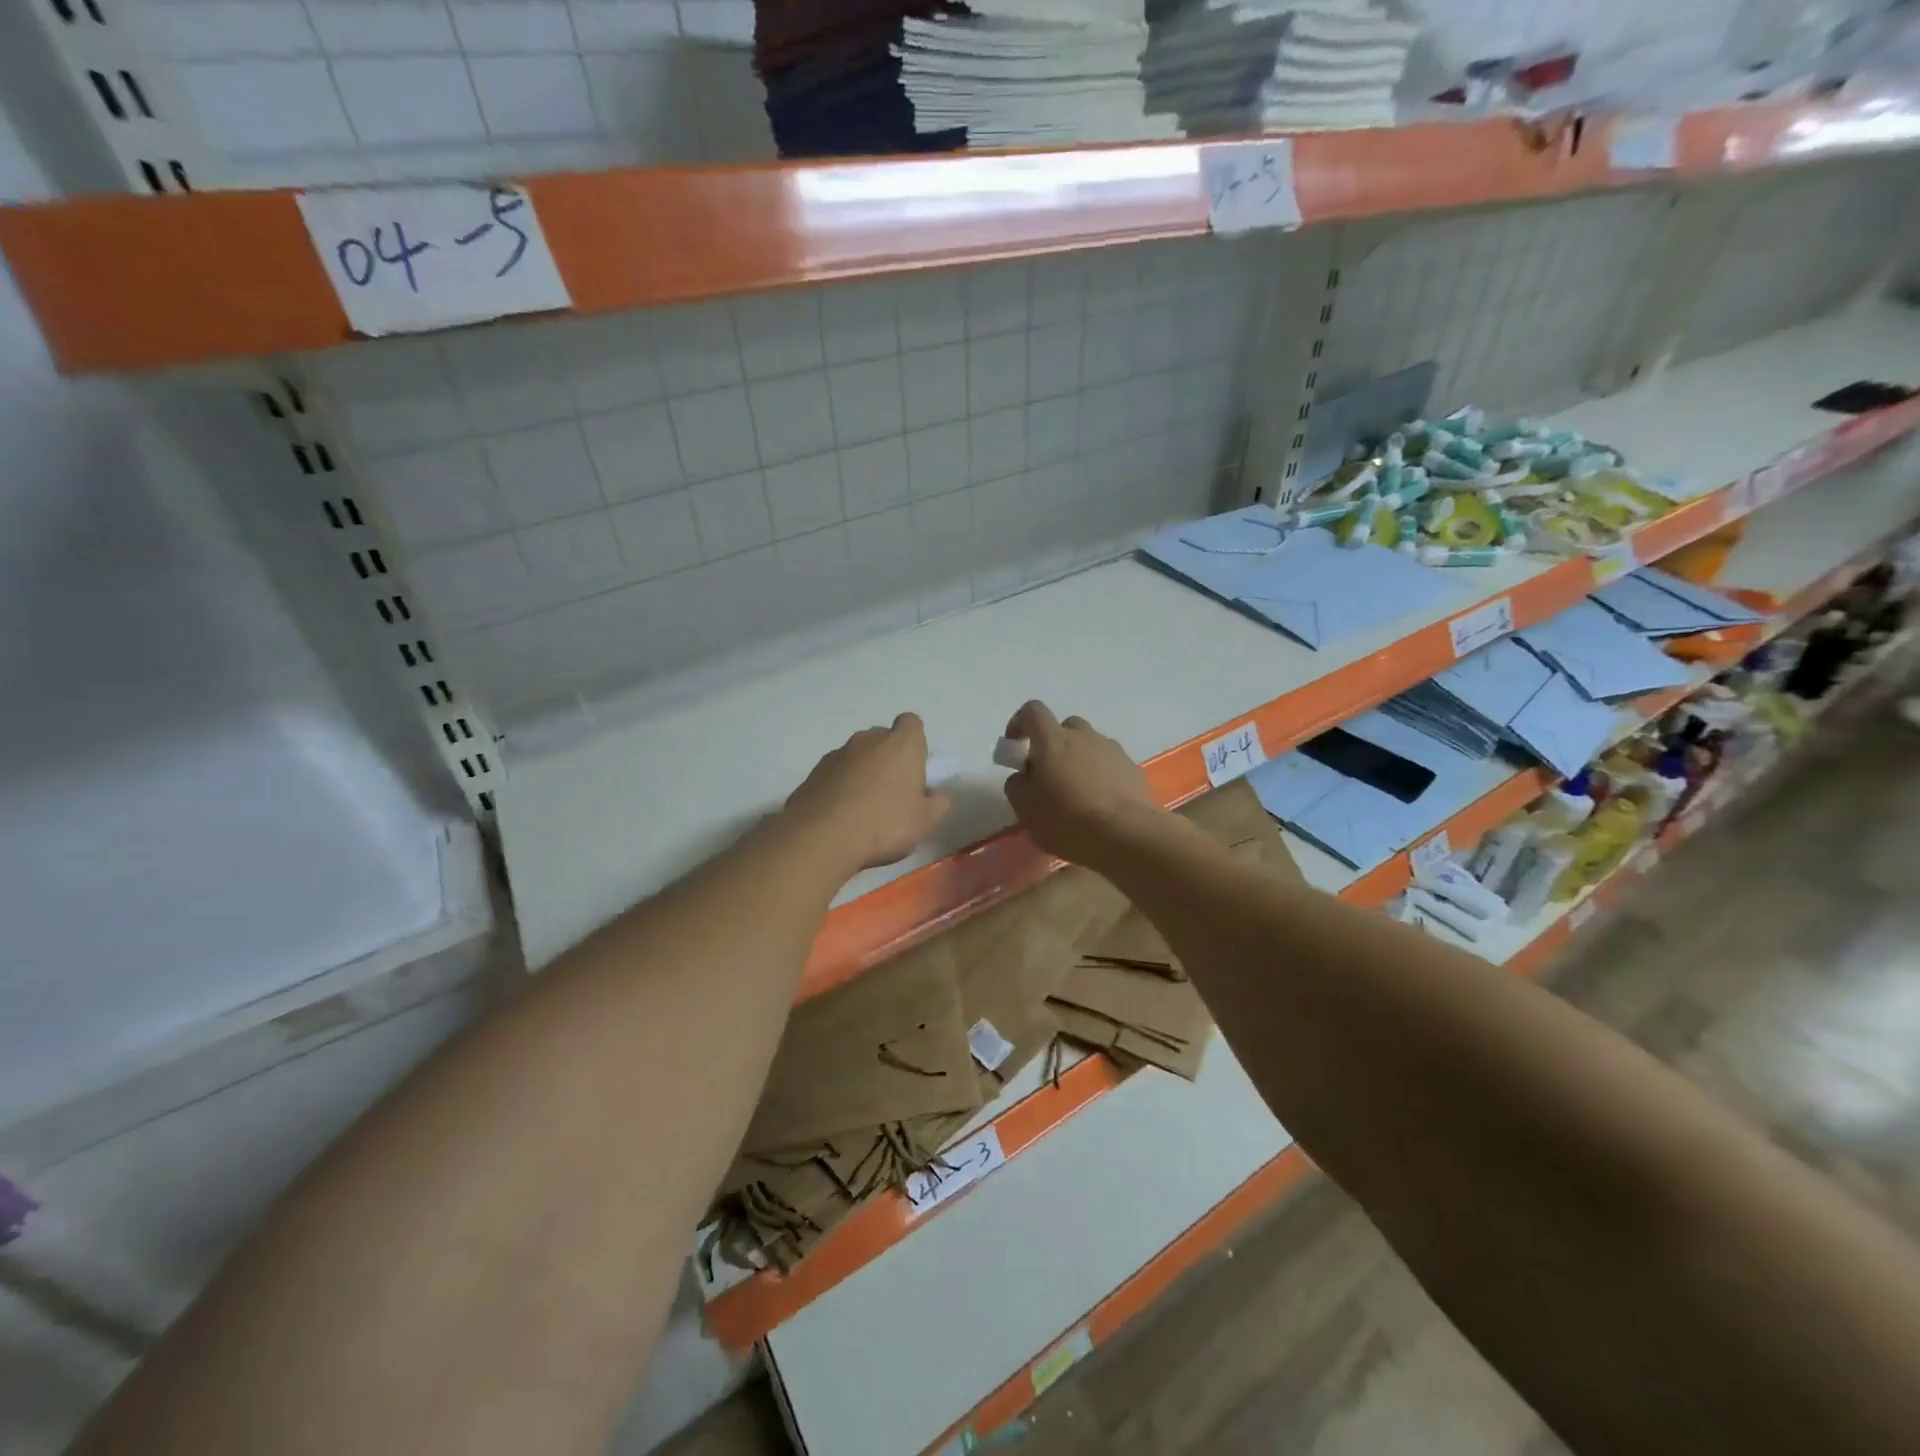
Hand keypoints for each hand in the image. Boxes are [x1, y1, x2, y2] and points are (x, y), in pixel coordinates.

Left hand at [785, 713, 951, 873]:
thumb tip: (937, 795)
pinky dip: (840, 787)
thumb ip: (939, 803)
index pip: (911, 723)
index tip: (915, 769)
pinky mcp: (813, 772)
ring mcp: (837, 754)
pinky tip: (841, 816)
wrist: (822, 837)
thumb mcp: (926, 821)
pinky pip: (835, 774)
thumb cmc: (884, 824)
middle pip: (883, 739)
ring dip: (863, 773)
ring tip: (864, 810)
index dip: (916, 743)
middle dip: (889, 759)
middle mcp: (868, 740)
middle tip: (893, 793)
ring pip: (857, 757)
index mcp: (901, 744)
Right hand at [1001, 701, 1162, 868]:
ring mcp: (1111, 749)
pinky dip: (1100, 774)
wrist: (1126, 834)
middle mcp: (1083, 736)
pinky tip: (1099, 802)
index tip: (1015, 746)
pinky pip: (1108, 762)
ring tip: (1077, 793)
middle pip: (1064, 727)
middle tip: (1049, 775)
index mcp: (1053, 740)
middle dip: (1054, 745)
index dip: (1020, 723)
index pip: (1032, 711)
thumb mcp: (1025, 809)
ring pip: (1089, 745)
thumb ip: (1017, 785)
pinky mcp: (1131, 767)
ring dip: (1078, 759)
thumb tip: (1023, 776)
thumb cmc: (1067, 820)